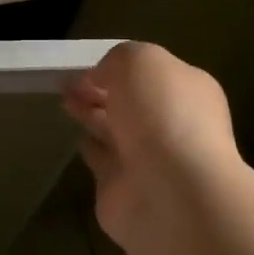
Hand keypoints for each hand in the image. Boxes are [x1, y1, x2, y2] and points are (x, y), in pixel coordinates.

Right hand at [63, 42, 241, 251]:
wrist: (172, 194)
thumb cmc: (162, 115)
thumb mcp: (138, 61)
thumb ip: (117, 60)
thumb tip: (99, 79)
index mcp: (188, 90)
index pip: (151, 73)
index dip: (118, 68)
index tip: (87, 67)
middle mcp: (173, 124)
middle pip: (132, 103)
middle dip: (101, 91)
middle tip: (67, 83)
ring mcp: (150, 160)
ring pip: (116, 131)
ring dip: (92, 116)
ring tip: (65, 102)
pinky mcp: (125, 190)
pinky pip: (104, 162)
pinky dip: (92, 150)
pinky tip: (79, 138)